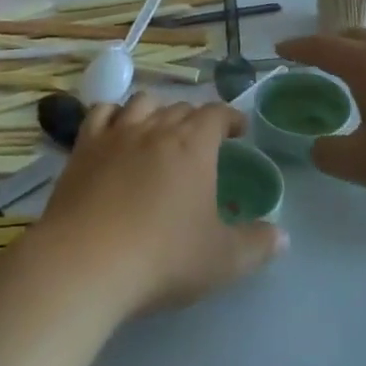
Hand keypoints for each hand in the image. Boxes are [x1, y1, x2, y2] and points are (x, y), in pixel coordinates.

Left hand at [32, 92, 285, 313]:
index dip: (230, 118)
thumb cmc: (163, 258)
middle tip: (201, 141)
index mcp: (193, 146)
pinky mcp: (83, 147)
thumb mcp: (223, 260)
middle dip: (196, 119)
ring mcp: (116, 134)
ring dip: (157, 110)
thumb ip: (257, 245)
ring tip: (160, 129)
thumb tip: (282, 236)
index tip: (238, 130)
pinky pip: (100, 113)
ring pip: (142, 103)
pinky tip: (115, 129)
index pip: (217, 114)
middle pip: (180, 108)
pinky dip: (113, 114)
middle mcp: (156, 128)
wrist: (86, 262)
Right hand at [277, 29, 365, 205]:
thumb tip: (317, 146)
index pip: (322, 48)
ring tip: (358, 74)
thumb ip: (330, 154)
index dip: (298, 48)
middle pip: (355, 37)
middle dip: (331, 44)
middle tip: (316, 57)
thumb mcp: (364, 164)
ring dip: (364, 54)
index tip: (280, 49)